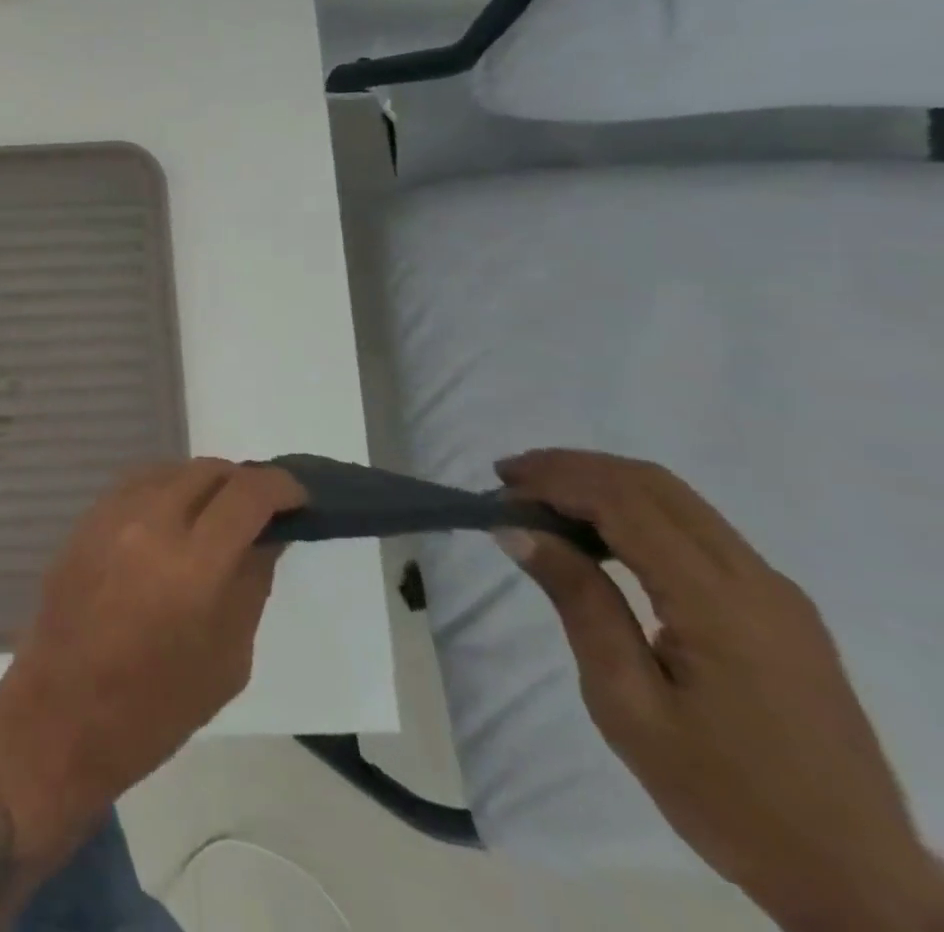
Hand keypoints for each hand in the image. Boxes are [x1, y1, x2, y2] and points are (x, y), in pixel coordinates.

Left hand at [0, 459, 303, 864]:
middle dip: (243, 482)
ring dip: (202, 483)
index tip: (299, 496)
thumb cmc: (156, 706)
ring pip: (169, 470)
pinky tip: (174, 520)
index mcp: (194, 564)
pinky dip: (165, 490)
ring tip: (218, 514)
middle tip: (261, 510)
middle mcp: (150, 522)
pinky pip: (135, 485)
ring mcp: (111, 515)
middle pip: (208, 471)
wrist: (63, 712)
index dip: (281, 486)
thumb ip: (250, 584)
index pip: (247, 494)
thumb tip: (267, 536)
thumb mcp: (227, 658)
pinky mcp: (85, 519)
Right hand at [499, 449, 943, 931]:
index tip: (496, 492)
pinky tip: (597, 538)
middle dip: (572, 468)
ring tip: (539, 503)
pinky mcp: (781, 611)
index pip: (624, 502)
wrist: (857, 885)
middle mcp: (757, 581)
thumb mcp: (628, 704)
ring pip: (677, 500)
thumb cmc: (726, 796)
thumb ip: (579, 604)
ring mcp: (777, 594)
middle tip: (508, 482)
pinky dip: (635, 512)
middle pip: (653, 484)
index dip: (554, 480)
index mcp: (720, 603)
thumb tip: (516, 528)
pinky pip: (698, 531)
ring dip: (602, 485)